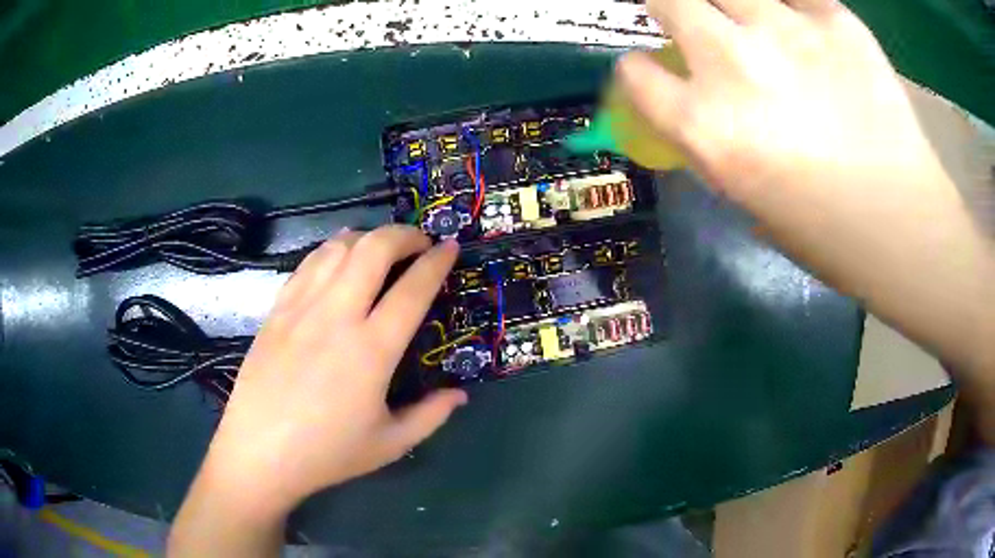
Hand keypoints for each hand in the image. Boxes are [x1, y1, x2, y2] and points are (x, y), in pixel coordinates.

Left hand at [170, 226, 465, 555]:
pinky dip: (331, 249)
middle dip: (404, 234)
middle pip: (374, 249)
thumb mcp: (390, 444)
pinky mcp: (277, 310)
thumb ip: (431, 415)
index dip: (437, 262)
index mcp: (372, 350)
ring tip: (381, 246)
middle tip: (420, 242)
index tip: (451, 247)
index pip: (413, 289)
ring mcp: (302, 308)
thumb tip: (460, 394)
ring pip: (338, 248)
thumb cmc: (327, 453)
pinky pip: (308, 263)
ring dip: (367, 236)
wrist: (260, 452)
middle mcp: (337, 316)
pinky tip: (339, 256)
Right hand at [619, 0, 945, 204]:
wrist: (905, 224)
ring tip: (743, 19)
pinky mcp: (834, 20)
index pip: (635, 74)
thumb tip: (695, 102)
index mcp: (707, 127)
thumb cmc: (827, 233)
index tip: (653, 72)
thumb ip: (711, 140)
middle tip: (685, 17)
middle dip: (666, 6)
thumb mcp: (746, 199)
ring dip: (724, 1)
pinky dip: (788, 4)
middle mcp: (734, 64)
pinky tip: (797, 25)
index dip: (639, 71)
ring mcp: (786, 32)